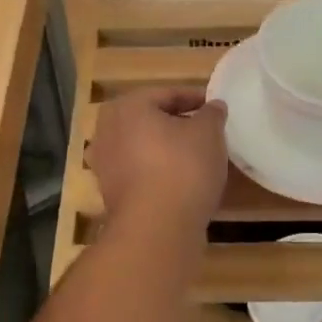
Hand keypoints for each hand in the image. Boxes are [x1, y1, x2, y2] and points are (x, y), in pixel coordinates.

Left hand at [89, 88, 228, 232]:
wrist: (156, 228)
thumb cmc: (183, 168)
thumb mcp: (209, 133)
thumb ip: (212, 114)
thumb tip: (213, 106)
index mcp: (128, 106)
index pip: (167, 94)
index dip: (195, 99)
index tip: (216, 108)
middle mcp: (107, 130)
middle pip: (150, 119)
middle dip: (177, 123)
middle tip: (205, 131)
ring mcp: (105, 163)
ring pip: (142, 146)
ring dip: (166, 148)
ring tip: (195, 157)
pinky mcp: (110, 192)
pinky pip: (139, 172)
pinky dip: (157, 171)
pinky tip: (180, 181)